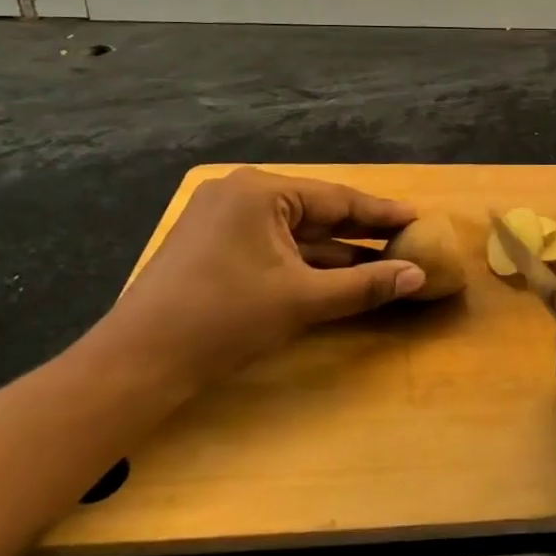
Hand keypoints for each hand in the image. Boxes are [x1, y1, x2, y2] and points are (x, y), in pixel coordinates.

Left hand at [104, 167, 423, 384]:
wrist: (137, 363)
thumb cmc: (224, 320)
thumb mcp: (303, 300)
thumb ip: (364, 285)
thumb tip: (418, 275)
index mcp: (260, 192)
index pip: (337, 199)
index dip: (381, 212)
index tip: (418, 216)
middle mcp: (240, 194)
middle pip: (316, 212)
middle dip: (361, 231)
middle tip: (407, 238)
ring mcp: (222, 219)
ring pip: (295, 232)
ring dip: (336, 250)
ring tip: (383, 260)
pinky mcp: (213, 246)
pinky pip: (273, 246)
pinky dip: (305, 262)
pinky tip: (339, 275)